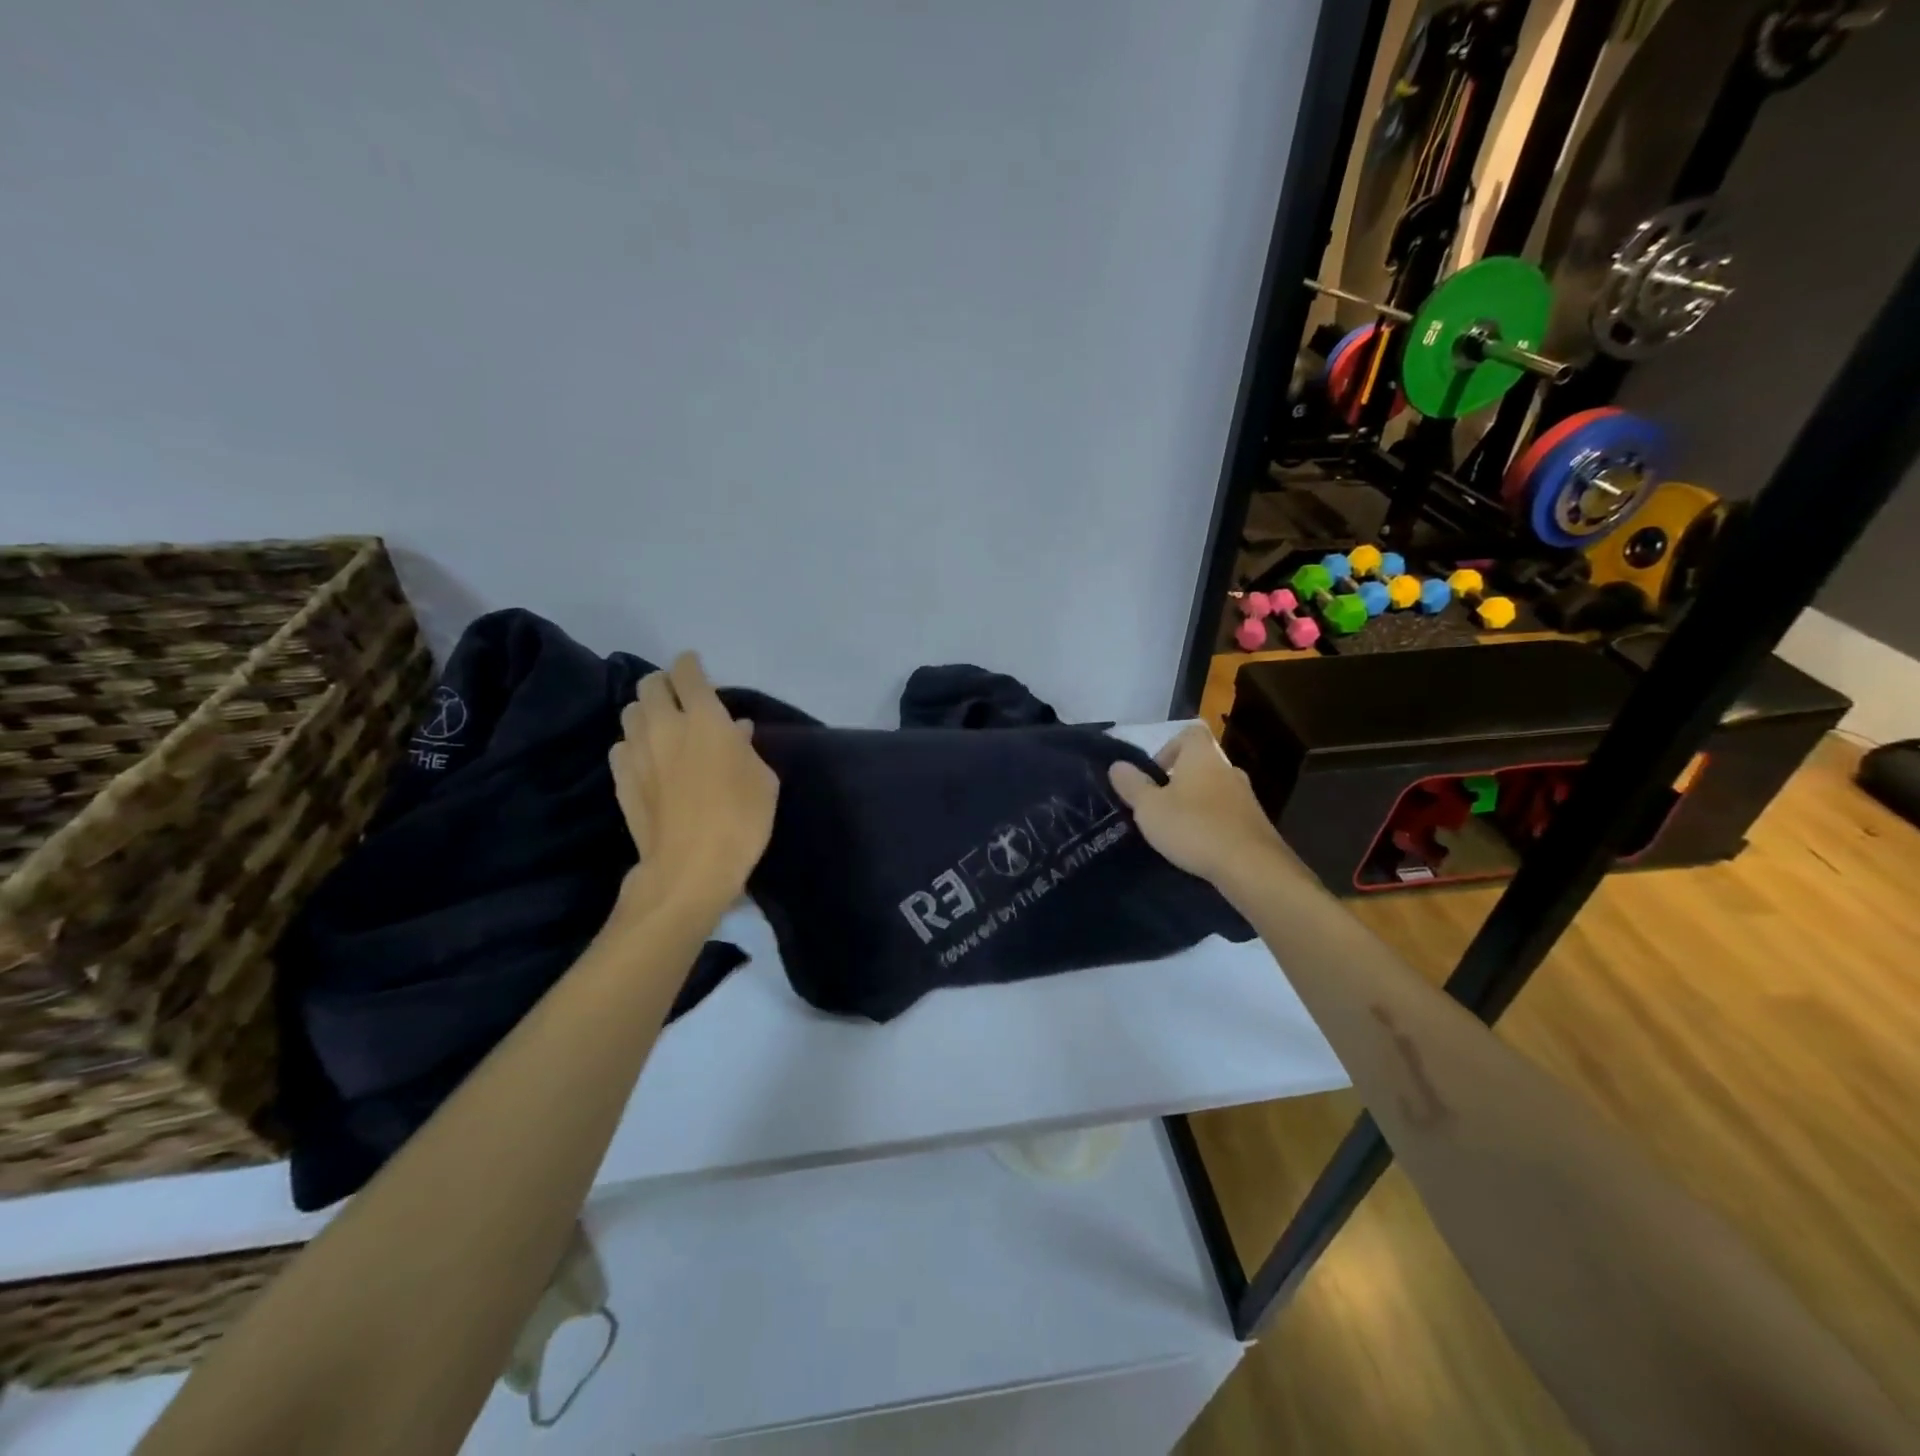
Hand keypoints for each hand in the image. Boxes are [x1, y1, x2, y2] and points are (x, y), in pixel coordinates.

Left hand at [610, 653, 778, 913]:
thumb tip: (735, 729)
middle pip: (650, 685)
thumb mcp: (763, 780)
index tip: (695, 666)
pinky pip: (621, 746)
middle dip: (664, 683)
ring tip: (661, 726)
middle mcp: (665, 725)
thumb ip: (746, 747)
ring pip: (630, 713)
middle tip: (679, 696)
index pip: (687, 672)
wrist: (691, 867)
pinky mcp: (621, 779)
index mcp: (704, 718)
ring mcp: (637, 752)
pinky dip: (634, 744)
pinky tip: (647, 759)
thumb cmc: (741, 819)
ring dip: (646, 712)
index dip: (690, 664)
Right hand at [1108, 724, 1296, 894]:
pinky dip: (1213, 823)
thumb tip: (1117, 765)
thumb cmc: (1194, 827)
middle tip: (1160, 805)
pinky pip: (1227, 814)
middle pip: (1201, 763)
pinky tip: (1200, 846)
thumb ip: (1132, 785)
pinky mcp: (1256, 824)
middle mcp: (1228, 769)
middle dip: (1179, 780)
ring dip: (1197, 803)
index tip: (1154, 774)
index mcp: (1202, 756)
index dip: (1169, 748)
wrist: (1251, 866)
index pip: (1189, 733)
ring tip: (1178, 829)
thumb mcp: (1149, 808)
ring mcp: (1246, 797)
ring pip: (1214, 790)